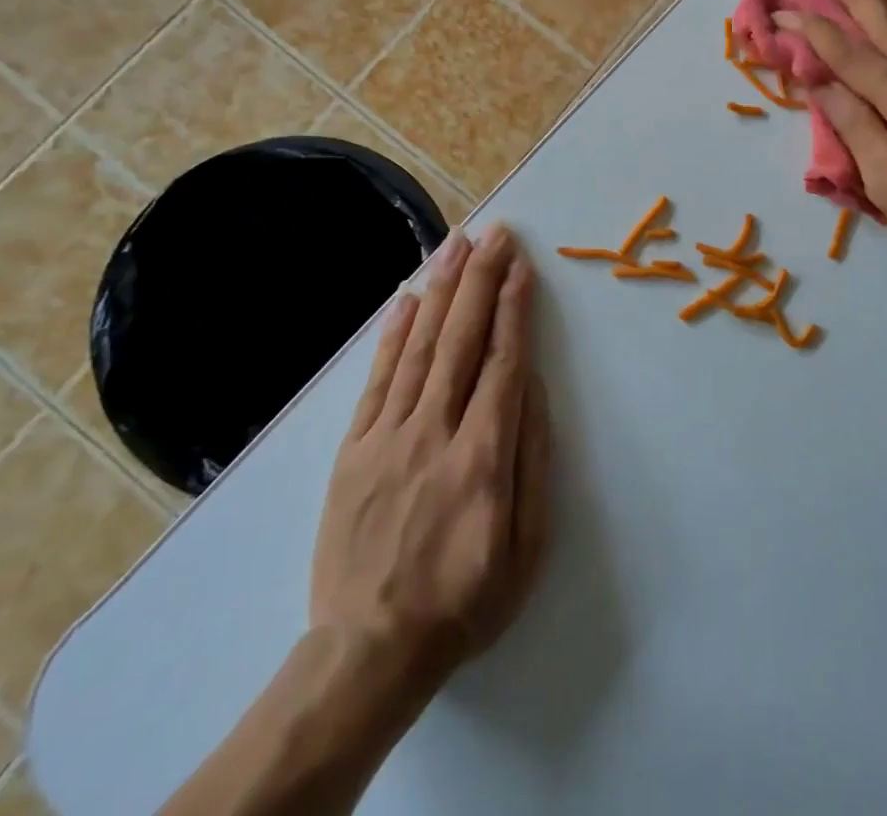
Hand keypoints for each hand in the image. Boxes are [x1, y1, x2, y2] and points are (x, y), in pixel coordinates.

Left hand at [310, 224, 552, 704]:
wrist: (369, 652)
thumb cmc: (465, 601)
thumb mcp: (527, 547)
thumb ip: (533, 459)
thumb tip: (530, 386)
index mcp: (484, 457)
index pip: (503, 361)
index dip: (513, 307)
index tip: (520, 265)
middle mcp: (435, 432)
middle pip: (462, 338)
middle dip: (481, 278)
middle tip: (494, 233)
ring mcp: (387, 437)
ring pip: (420, 346)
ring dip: (441, 289)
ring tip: (456, 244)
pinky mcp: (353, 449)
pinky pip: (377, 379)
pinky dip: (393, 334)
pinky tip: (406, 298)